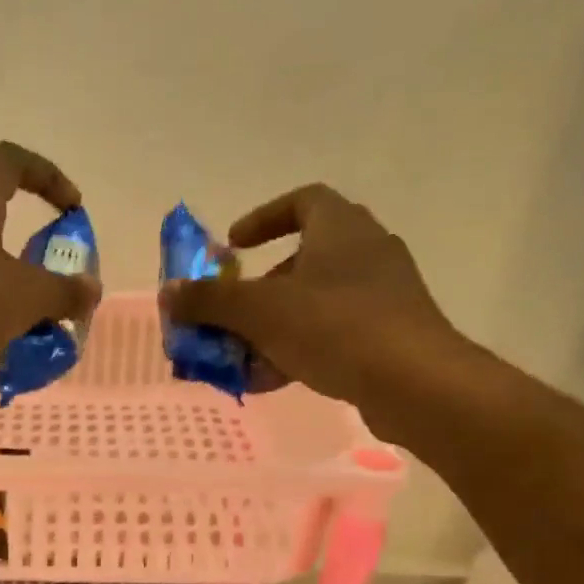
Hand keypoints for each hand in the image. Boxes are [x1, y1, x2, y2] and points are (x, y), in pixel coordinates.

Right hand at [160, 184, 475, 437]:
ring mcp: (384, 294)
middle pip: (303, 258)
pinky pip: (334, 333)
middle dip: (260, 289)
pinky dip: (300, 349)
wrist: (415, 383)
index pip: (302, 201)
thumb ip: (210, 301)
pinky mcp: (391, 333)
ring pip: (316, 302)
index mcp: (340, 228)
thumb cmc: (334, 327)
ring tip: (242, 358)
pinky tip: (271, 381)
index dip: (263, 219)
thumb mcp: (258, 312)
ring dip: (274, 326)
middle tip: (233, 313)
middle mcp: (367, 251)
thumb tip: (167, 293)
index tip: (233, 247)